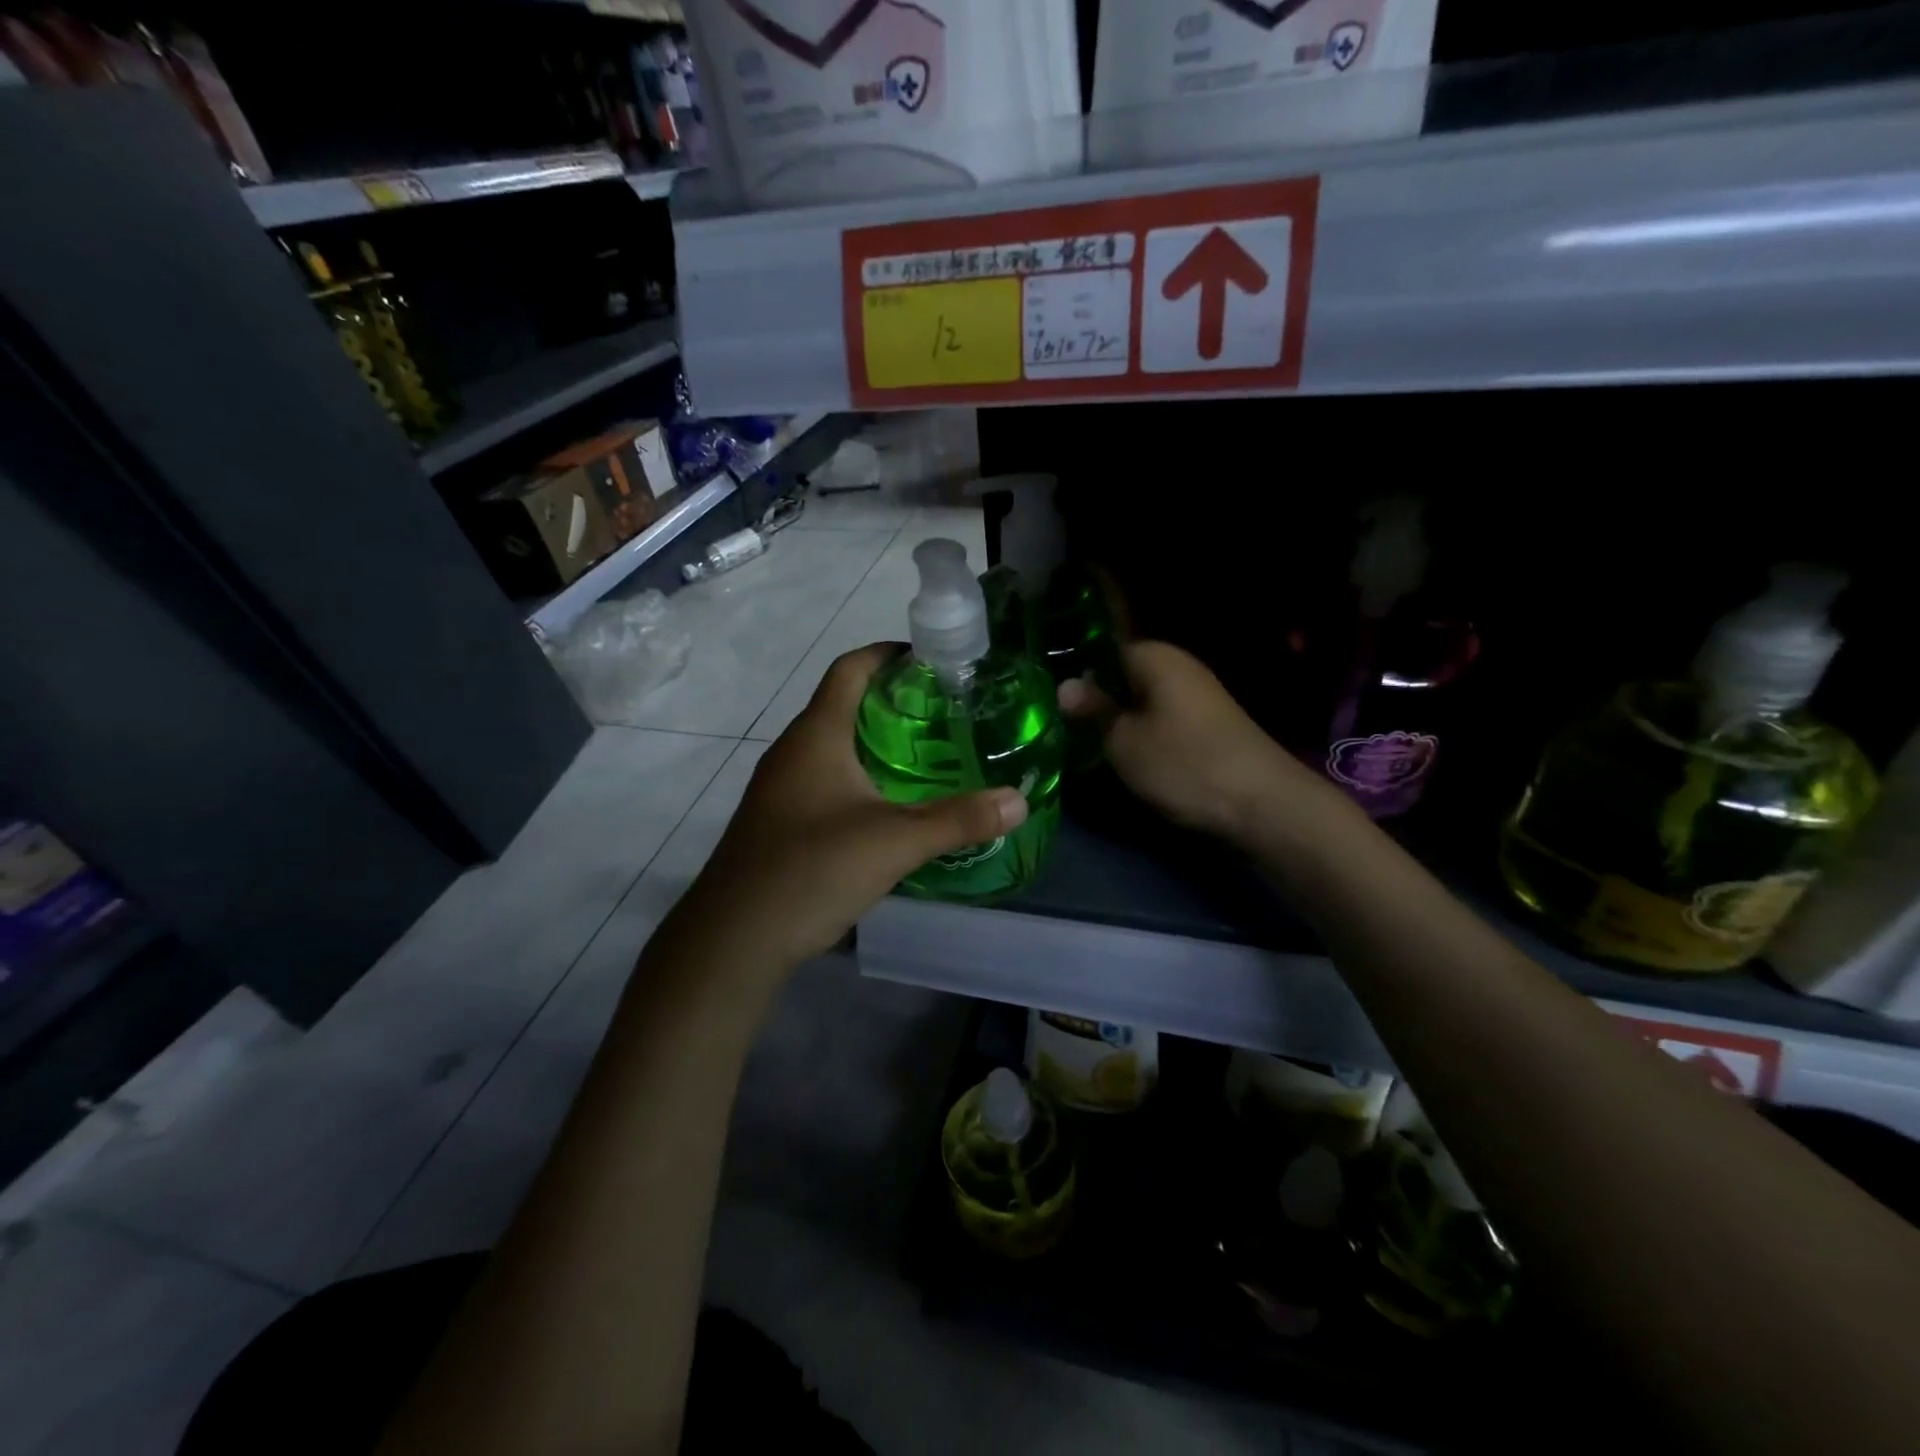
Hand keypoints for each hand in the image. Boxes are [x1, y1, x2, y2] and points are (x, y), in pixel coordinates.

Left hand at [680, 644, 1027, 966]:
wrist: (734, 938)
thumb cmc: (811, 870)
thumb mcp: (894, 843)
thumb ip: (958, 820)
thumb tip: (1019, 800)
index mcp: (816, 736)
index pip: (850, 669)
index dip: (888, 653)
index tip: (932, 658)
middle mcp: (793, 751)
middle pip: (844, 704)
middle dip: (893, 700)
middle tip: (947, 712)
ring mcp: (781, 787)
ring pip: (834, 745)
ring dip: (876, 742)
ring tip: (929, 755)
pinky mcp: (780, 820)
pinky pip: (825, 779)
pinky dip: (860, 776)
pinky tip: (890, 806)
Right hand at [1058, 640, 1329, 842]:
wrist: (1260, 803)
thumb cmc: (1182, 763)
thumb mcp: (1123, 740)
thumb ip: (1093, 710)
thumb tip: (1064, 685)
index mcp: (1154, 656)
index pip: (1102, 647)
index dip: (1076, 670)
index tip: (1048, 695)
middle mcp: (1178, 666)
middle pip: (1123, 674)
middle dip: (1096, 696)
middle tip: (1059, 722)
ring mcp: (1197, 695)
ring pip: (1142, 699)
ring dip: (1118, 717)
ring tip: (1084, 740)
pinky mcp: (1207, 724)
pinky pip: (1161, 718)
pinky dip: (1142, 731)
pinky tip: (1124, 753)